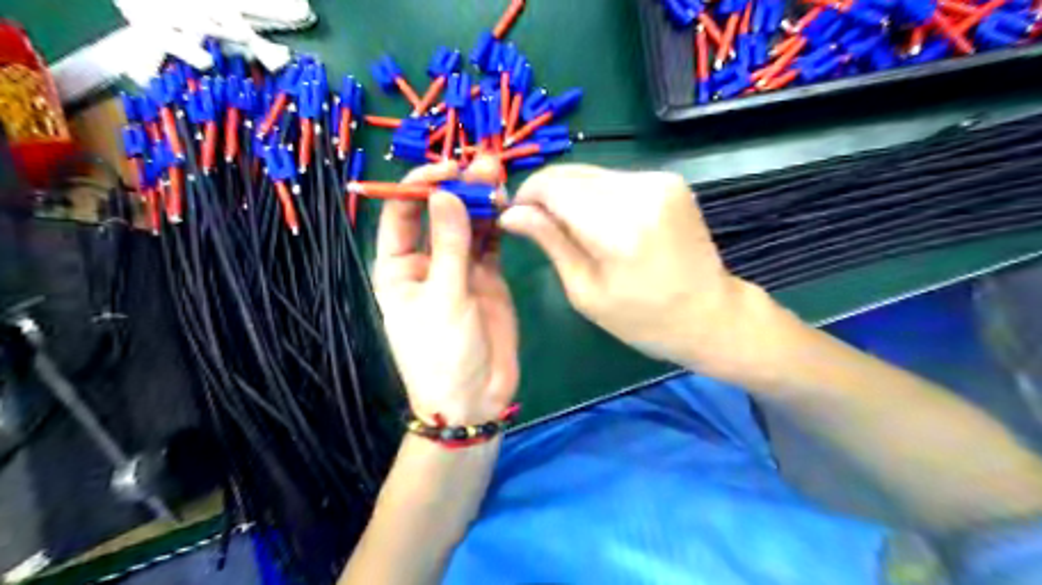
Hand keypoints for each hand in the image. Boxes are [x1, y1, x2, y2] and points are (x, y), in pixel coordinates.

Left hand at [375, 158, 521, 426]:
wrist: (475, 398)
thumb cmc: (443, 354)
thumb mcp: (445, 298)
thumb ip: (450, 246)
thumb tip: (445, 194)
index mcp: (398, 267)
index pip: (402, 214)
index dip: (420, 186)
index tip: (448, 169)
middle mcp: (427, 262)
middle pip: (439, 214)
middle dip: (458, 188)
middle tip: (483, 164)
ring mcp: (460, 268)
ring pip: (468, 225)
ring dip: (481, 201)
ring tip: (499, 176)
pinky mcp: (488, 277)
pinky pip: (491, 243)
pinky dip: (498, 224)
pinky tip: (508, 205)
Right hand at [501, 162, 785, 378]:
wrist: (711, 314)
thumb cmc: (643, 319)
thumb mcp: (586, 291)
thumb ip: (551, 243)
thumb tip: (510, 214)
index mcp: (618, 229)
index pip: (554, 186)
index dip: (527, 195)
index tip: (516, 215)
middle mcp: (641, 192)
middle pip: (572, 173)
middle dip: (546, 193)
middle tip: (538, 223)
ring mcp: (660, 180)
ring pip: (591, 173)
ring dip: (571, 194)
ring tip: (573, 228)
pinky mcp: (670, 179)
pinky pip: (615, 178)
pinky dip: (597, 194)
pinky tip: (602, 222)